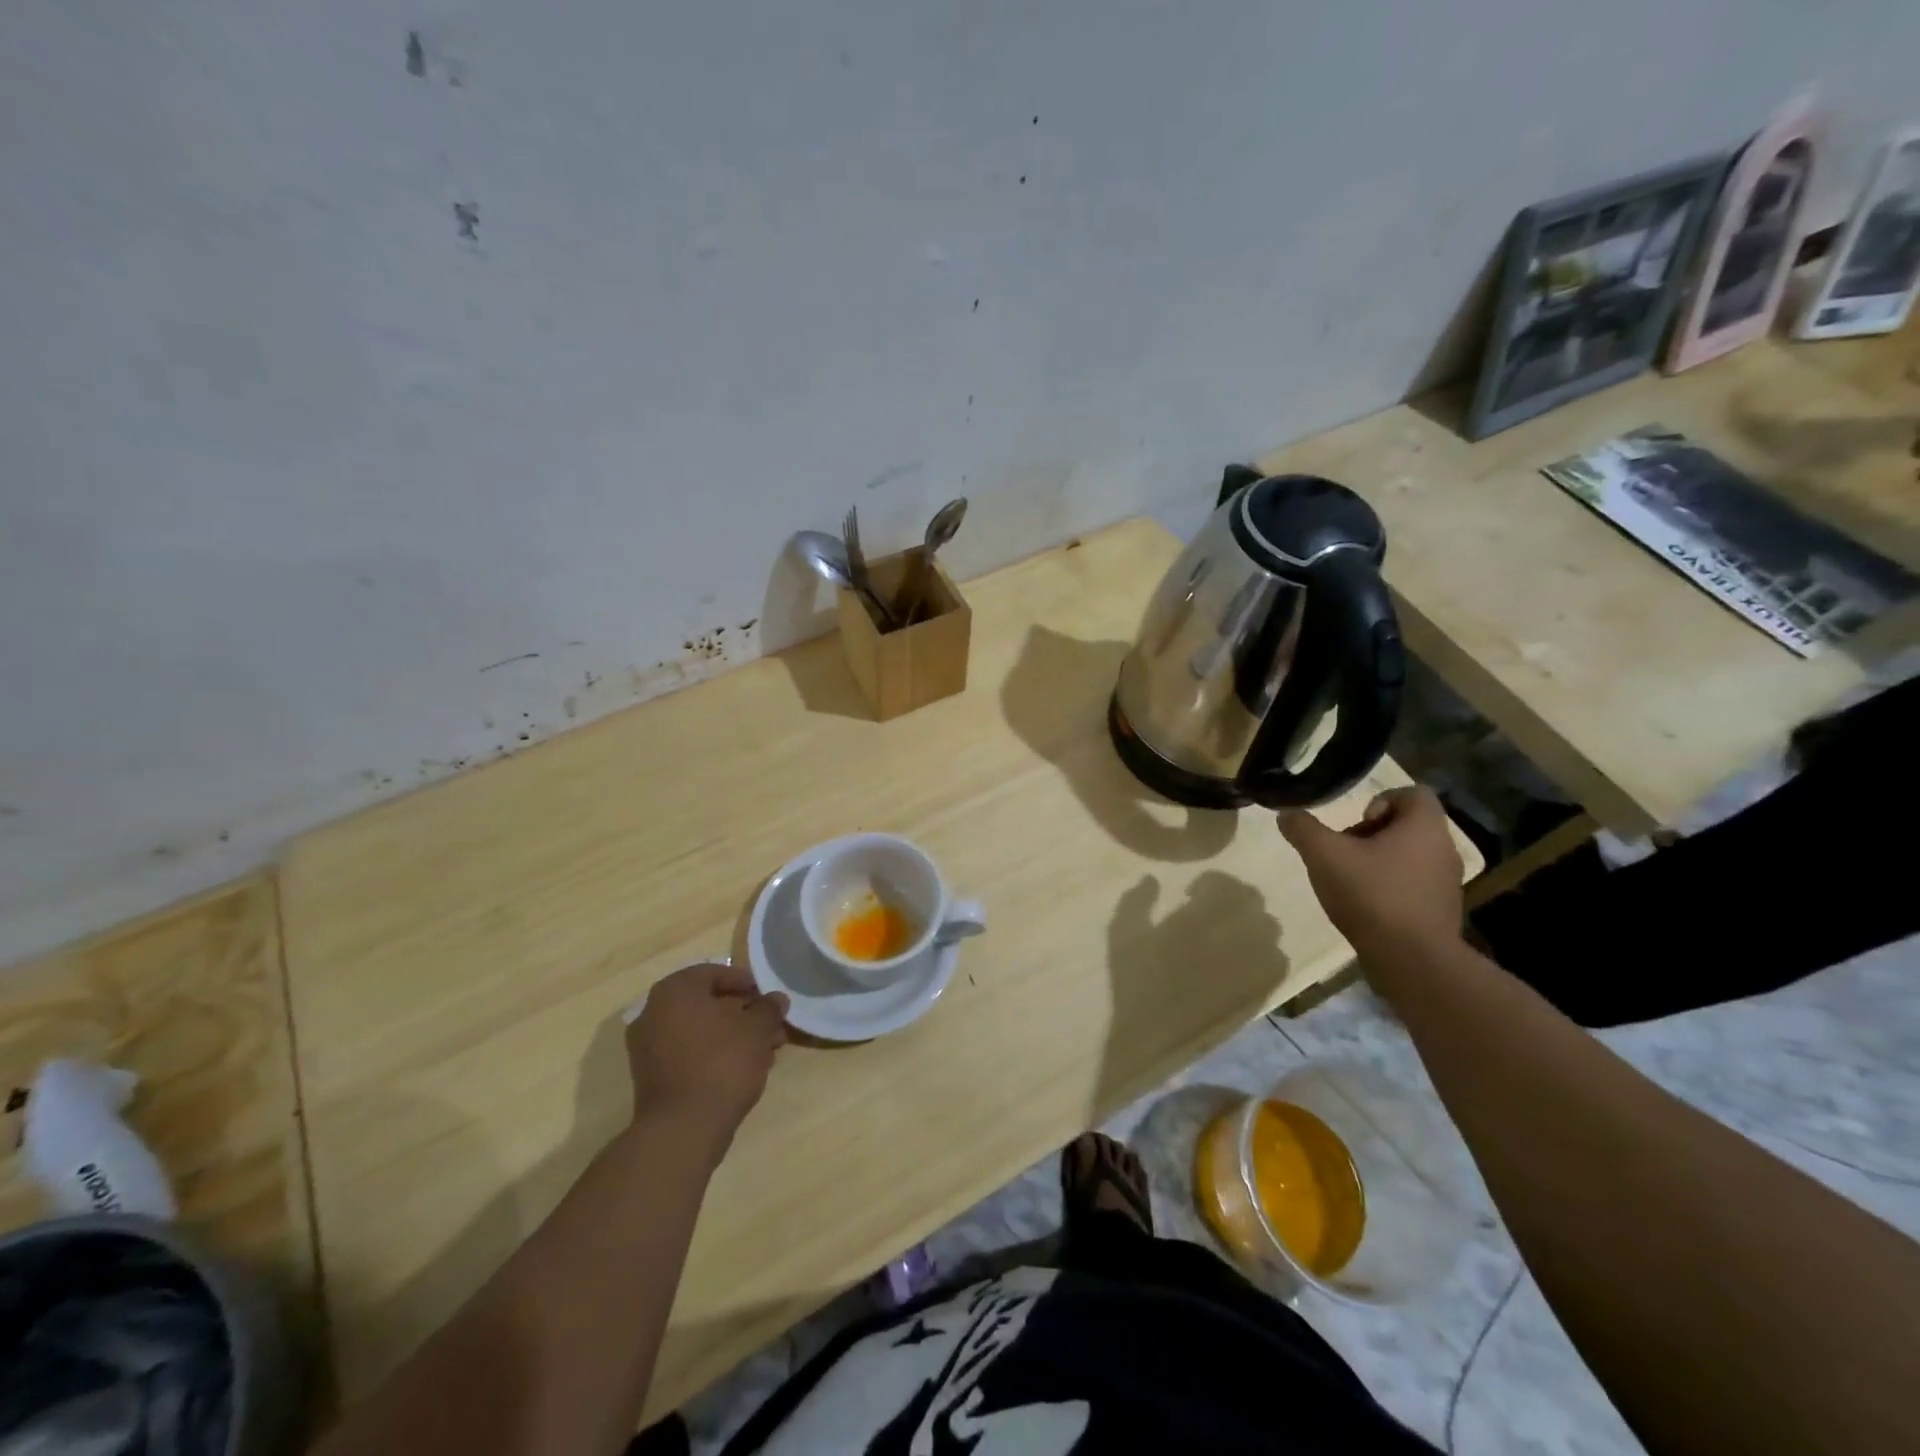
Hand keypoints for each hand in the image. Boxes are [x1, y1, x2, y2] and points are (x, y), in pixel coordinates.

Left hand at [625, 962, 788, 1153]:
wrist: (683, 1129)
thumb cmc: (722, 1064)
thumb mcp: (757, 1029)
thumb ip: (768, 1008)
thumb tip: (776, 999)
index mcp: (675, 990)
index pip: (714, 973)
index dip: (745, 983)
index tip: (767, 998)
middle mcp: (654, 1012)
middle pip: (707, 1003)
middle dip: (743, 1014)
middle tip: (771, 1027)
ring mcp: (648, 1046)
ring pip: (700, 1030)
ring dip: (732, 1035)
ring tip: (764, 1051)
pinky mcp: (651, 1076)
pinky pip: (688, 1053)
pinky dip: (713, 1054)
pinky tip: (742, 1069)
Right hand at [1277, 787, 1464, 959]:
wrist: (1412, 961)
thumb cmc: (1372, 895)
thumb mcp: (1324, 855)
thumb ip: (1303, 830)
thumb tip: (1287, 815)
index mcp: (1424, 827)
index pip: (1414, 792)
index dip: (1381, 799)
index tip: (1357, 823)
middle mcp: (1444, 849)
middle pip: (1408, 825)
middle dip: (1372, 834)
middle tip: (1345, 852)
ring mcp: (1447, 883)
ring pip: (1410, 856)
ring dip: (1379, 861)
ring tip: (1351, 881)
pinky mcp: (1442, 911)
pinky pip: (1414, 885)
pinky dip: (1390, 887)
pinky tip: (1366, 906)